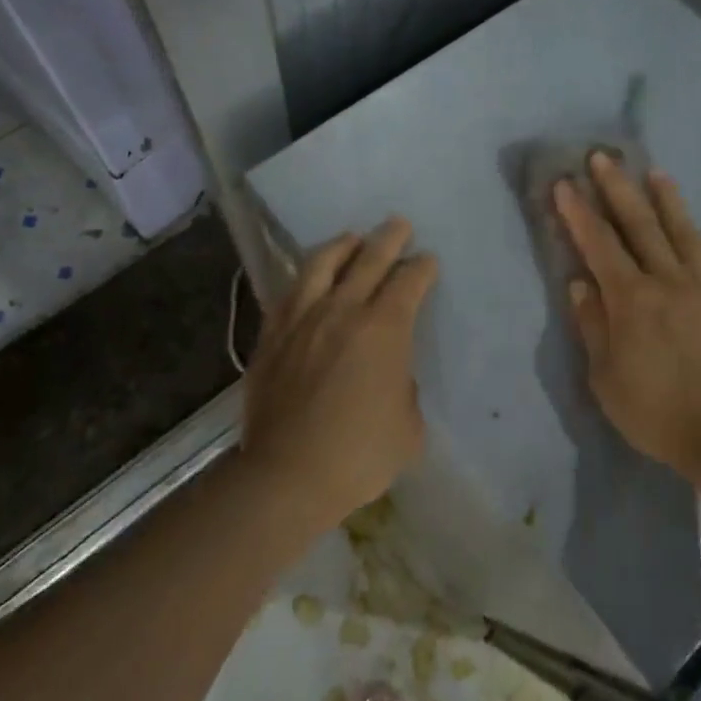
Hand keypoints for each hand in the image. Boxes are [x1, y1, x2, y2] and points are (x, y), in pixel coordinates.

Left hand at [242, 217, 439, 529]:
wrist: (288, 475)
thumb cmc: (359, 455)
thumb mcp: (408, 426)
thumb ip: (404, 388)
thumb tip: (390, 374)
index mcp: (384, 329)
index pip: (408, 282)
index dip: (422, 268)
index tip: (427, 261)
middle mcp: (343, 311)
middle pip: (369, 260)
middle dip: (389, 239)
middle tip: (399, 225)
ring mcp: (302, 319)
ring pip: (322, 264)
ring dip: (343, 245)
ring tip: (352, 238)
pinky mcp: (272, 335)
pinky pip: (290, 291)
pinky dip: (306, 276)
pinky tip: (310, 277)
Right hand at [555, 153, 700, 477]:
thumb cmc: (655, 411)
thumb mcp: (605, 377)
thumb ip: (592, 325)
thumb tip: (580, 282)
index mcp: (631, 300)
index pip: (599, 245)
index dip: (579, 213)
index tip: (564, 183)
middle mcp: (667, 281)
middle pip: (640, 225)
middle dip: (617, 188)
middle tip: (603, 157)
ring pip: (681, 231)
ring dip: (664, 198)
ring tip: (653, 171)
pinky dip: (695, 233)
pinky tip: (690, 223)